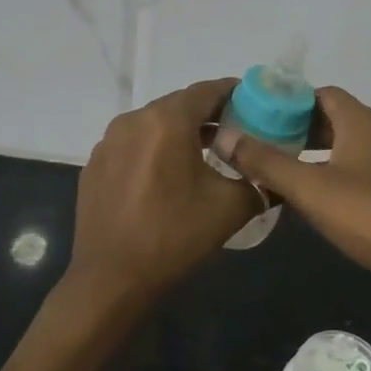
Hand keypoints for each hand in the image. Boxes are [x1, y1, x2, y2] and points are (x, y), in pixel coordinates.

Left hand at [68, 79, 262, 302]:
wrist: (111, 279)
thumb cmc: (174, 236)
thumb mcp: (231, 207)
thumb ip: (260, 181)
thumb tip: (274, 176)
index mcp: (167, 121)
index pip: (207, 91)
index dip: (234, 93)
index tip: (255, 104)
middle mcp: (134, 120)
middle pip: (179, 105)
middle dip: (208, 114)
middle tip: (235, 131)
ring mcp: (108, 142)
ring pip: (153, 124)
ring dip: (179, 132)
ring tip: (204, 154)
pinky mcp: (95, 164)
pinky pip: (132, 145)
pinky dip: (153, 150)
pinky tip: (166, 178)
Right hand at [225, 86, 370, 309]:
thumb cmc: (370, 216)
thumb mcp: (310, 189)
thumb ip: (266, 162)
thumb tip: (225, 136)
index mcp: (363, 122)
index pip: (323, 93)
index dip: (291, 100)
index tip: (260, 116)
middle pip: (335, 118)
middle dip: (299, 128)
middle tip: (264, 144)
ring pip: (349, 146)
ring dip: (318, 153)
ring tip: (284, 169)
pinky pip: (362, 170)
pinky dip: (336, 173)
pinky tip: (318, 198)